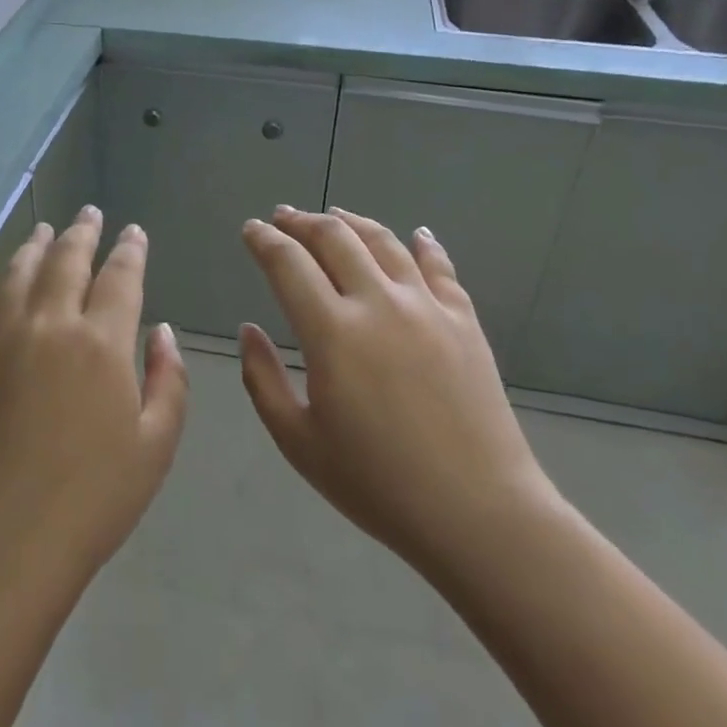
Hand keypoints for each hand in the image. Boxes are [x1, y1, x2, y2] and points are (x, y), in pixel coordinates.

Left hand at [0, 208, 188, 606]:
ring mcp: (2, 339)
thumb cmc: (95, 498)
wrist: (8, 542)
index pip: (120, 276)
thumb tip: (162, 332)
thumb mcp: (157, 444)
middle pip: (67, 260)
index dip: (130, 250)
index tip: (134, 233)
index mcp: (102, 342)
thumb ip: (168, 379)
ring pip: (19, 273)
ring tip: (44, 229)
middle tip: (90, 213)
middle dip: (83, 232)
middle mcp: (50, 324)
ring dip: (34, 246)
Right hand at [238, 207, 556, 582]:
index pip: (288, 264)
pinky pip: (440, 267)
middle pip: (335, 239)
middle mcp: (378, 303)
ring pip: (384, 242)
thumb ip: (262, 379)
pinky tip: (416, 234)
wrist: (477, 511)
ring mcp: (427, 307)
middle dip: (302, 222)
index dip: (264, 241)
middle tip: (283, 217)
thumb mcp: (298, 442)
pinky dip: (423, 244)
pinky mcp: (464, 321)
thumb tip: (249, 330)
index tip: (251, 230)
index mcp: (332, 332)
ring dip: (352, 222)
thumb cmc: (377, 483)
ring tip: (334, 214)